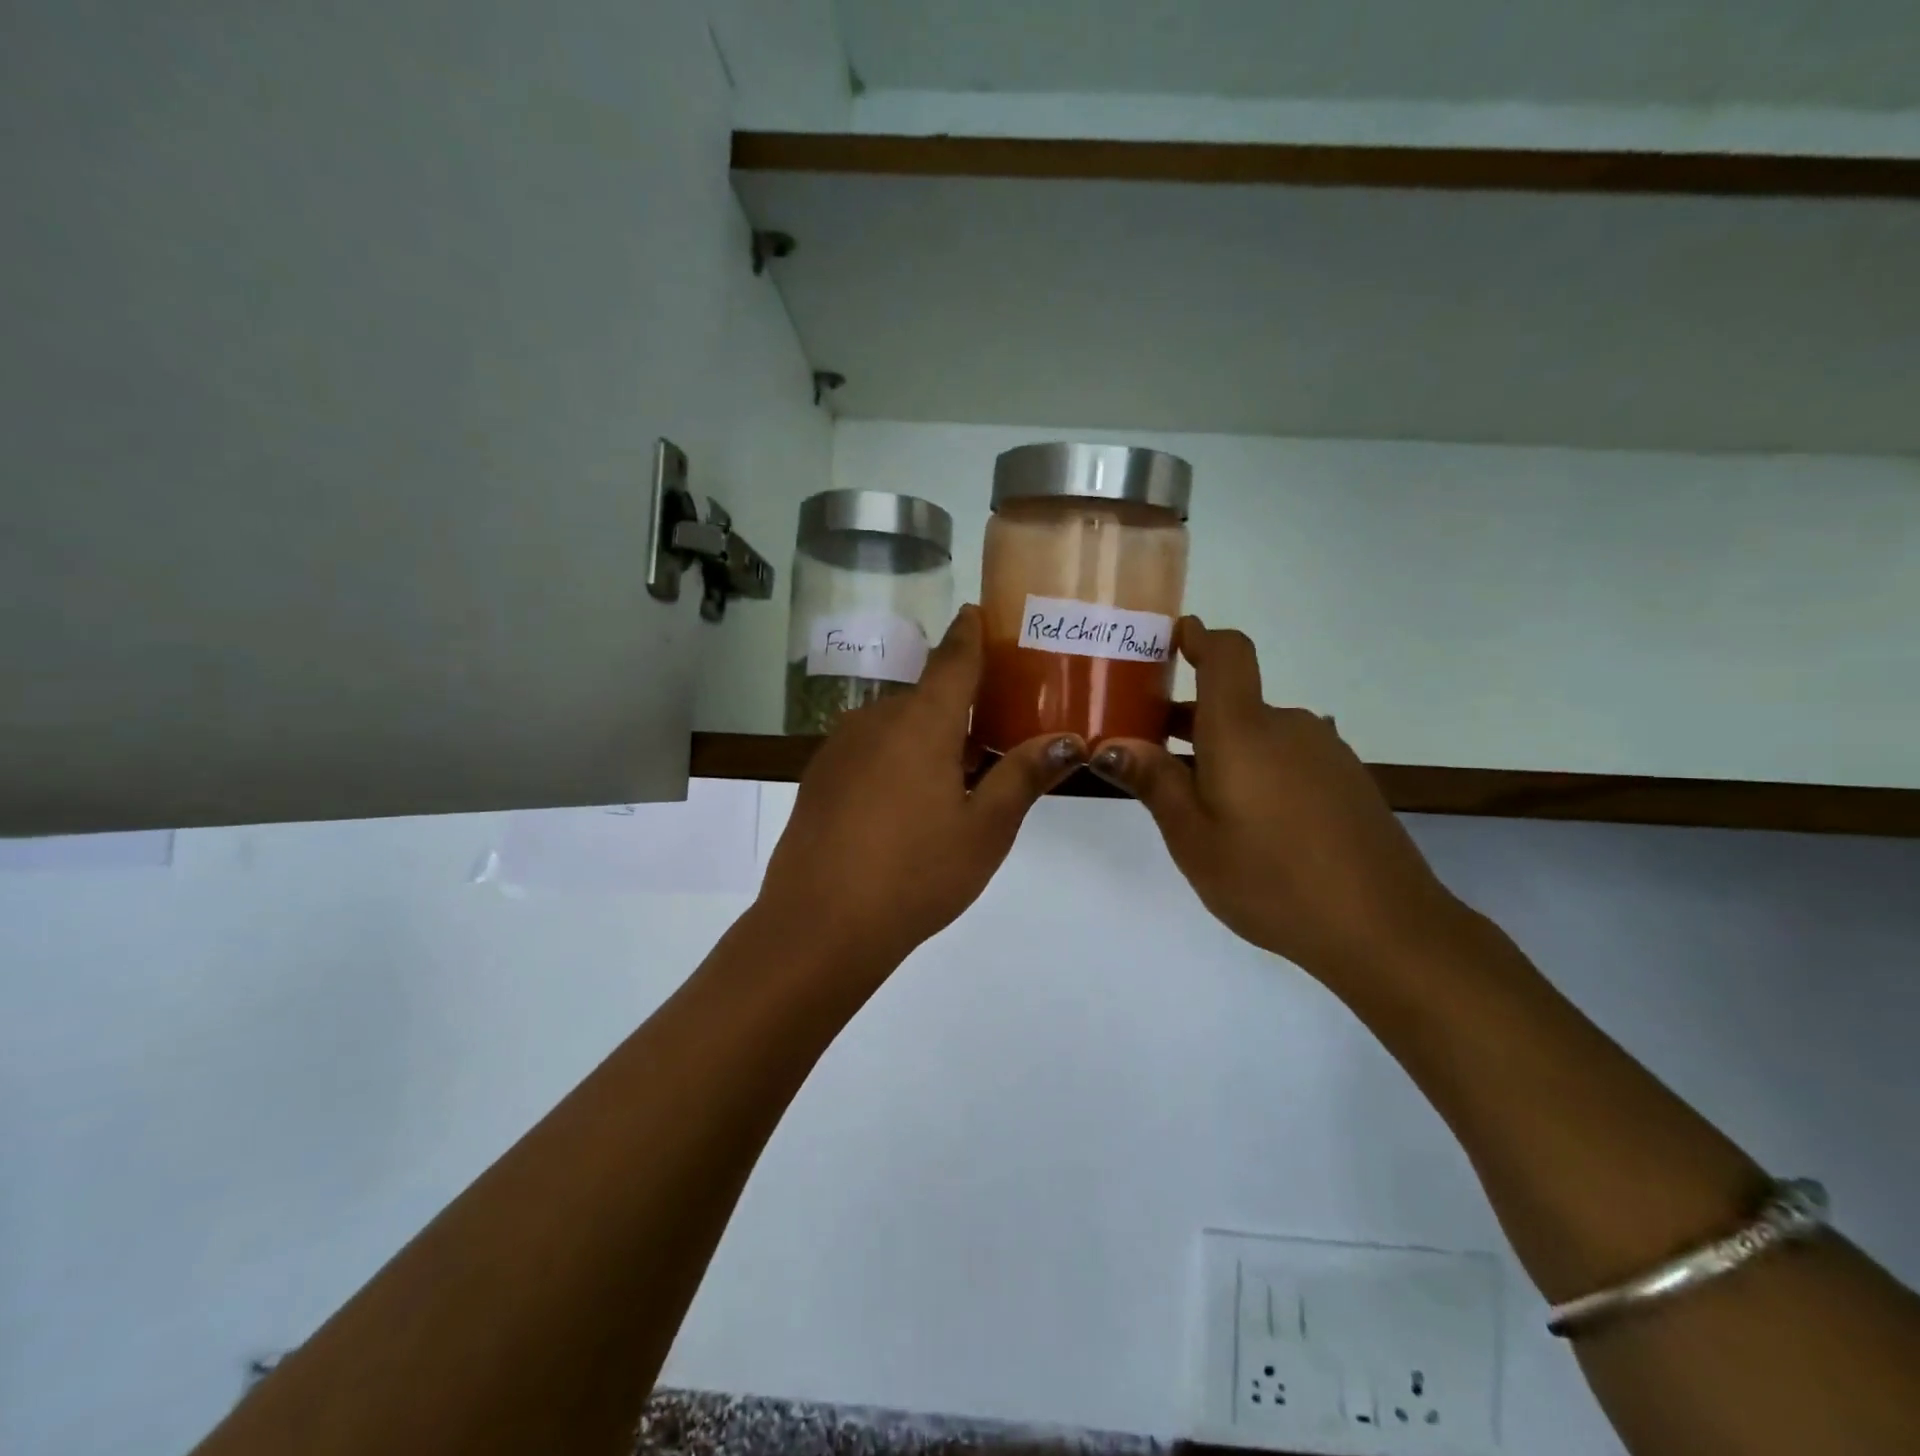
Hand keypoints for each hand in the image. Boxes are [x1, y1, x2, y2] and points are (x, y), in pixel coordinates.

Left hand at [757, 606, 1086, 974]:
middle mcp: (876, 720)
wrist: (819, 925)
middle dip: (963, 709)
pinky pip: (871, 751)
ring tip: (959, 780)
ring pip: (898, 727)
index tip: (981, 613)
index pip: (953, 658)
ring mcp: (840, 748)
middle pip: (928, 698)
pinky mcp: (820, 777)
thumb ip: (1023, 776)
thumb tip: (1068, 740)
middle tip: (998, 737)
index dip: (970, 633)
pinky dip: (898, 760)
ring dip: (930, 739)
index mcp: (921, 722)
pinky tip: (909, 806)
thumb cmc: (916, 874)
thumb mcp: (985, 829)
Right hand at [1089, 620, 1461, 988]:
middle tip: (1148, 754)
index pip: (1227, 653)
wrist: (1385, 929)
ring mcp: (1324, 752)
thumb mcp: (1193, 838)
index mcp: (1244, 730)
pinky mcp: (1347, 780)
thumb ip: (1154, 782)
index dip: (1198, 637)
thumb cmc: (1271, 879)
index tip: (1168, 641)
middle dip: (1188, 718)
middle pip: (1233, 701)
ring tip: (1196, 803)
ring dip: (1223, 750)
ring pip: (1259, 734)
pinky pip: (1287, 757)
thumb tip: (1110, 744)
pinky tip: (1252, 825)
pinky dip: (1258, 770)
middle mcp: (1287, 726)